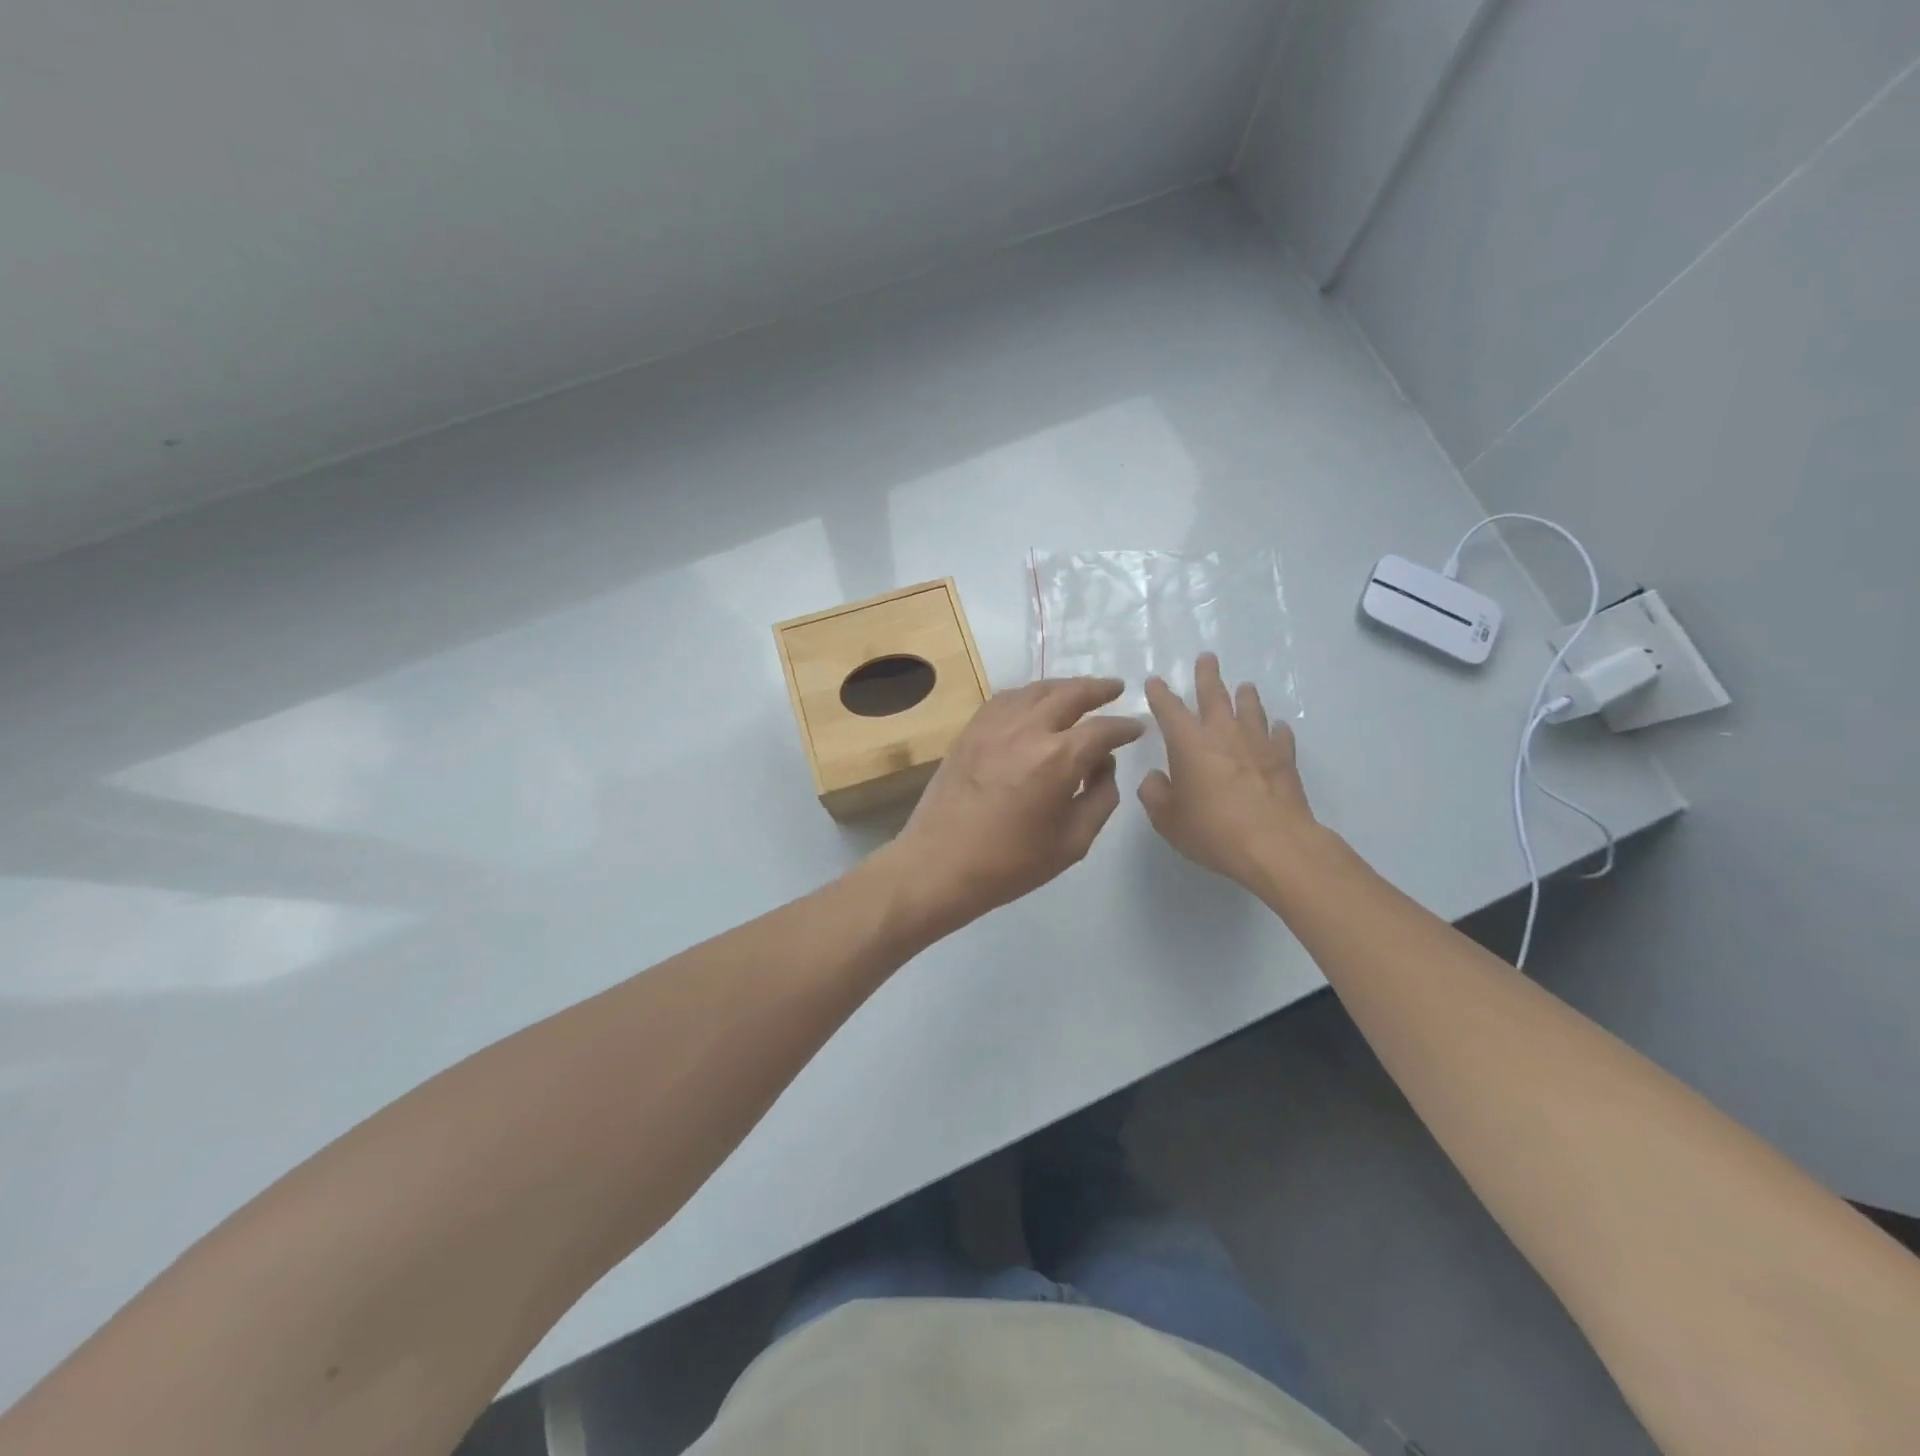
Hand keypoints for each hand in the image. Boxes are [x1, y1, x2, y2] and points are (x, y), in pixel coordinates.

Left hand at [887, 678, 1145, 927]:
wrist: (939, 864)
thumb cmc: (1010, 864)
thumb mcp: (1073, 843)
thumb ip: (1101, 799)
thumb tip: (1104, 766)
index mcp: (1058, 759)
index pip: (1103, 730)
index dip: (1125, 727)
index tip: (1137, 728)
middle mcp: (1028, 730)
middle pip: (1070, 694)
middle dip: (1099, 689)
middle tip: (1116, 688)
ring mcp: (994, 726)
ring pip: (1036, 690)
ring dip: (1064, 687)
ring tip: (1079, 691)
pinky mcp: (970, 731)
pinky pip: (1005, 699)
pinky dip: (1028, 695)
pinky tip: (1034, 702)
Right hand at [1138, 653, 1317, 886]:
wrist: (1274, 844)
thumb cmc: (1212, 830)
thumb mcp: (1167, 818)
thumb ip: (1155, 793)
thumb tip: (1156, 778)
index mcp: (1188, 743)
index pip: (1169, 709)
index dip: (1160, 693)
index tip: (1155, 680)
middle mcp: (1223, 734)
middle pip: (1214, 695)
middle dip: (1207, 675)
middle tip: (1207, 657)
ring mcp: (1258, 744)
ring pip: (1250, 709)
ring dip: (1245, 696)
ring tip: (1245, 687)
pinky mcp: (1284, 760)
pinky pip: (1280, 737)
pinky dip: (1276, 730)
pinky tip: (1278, 728)